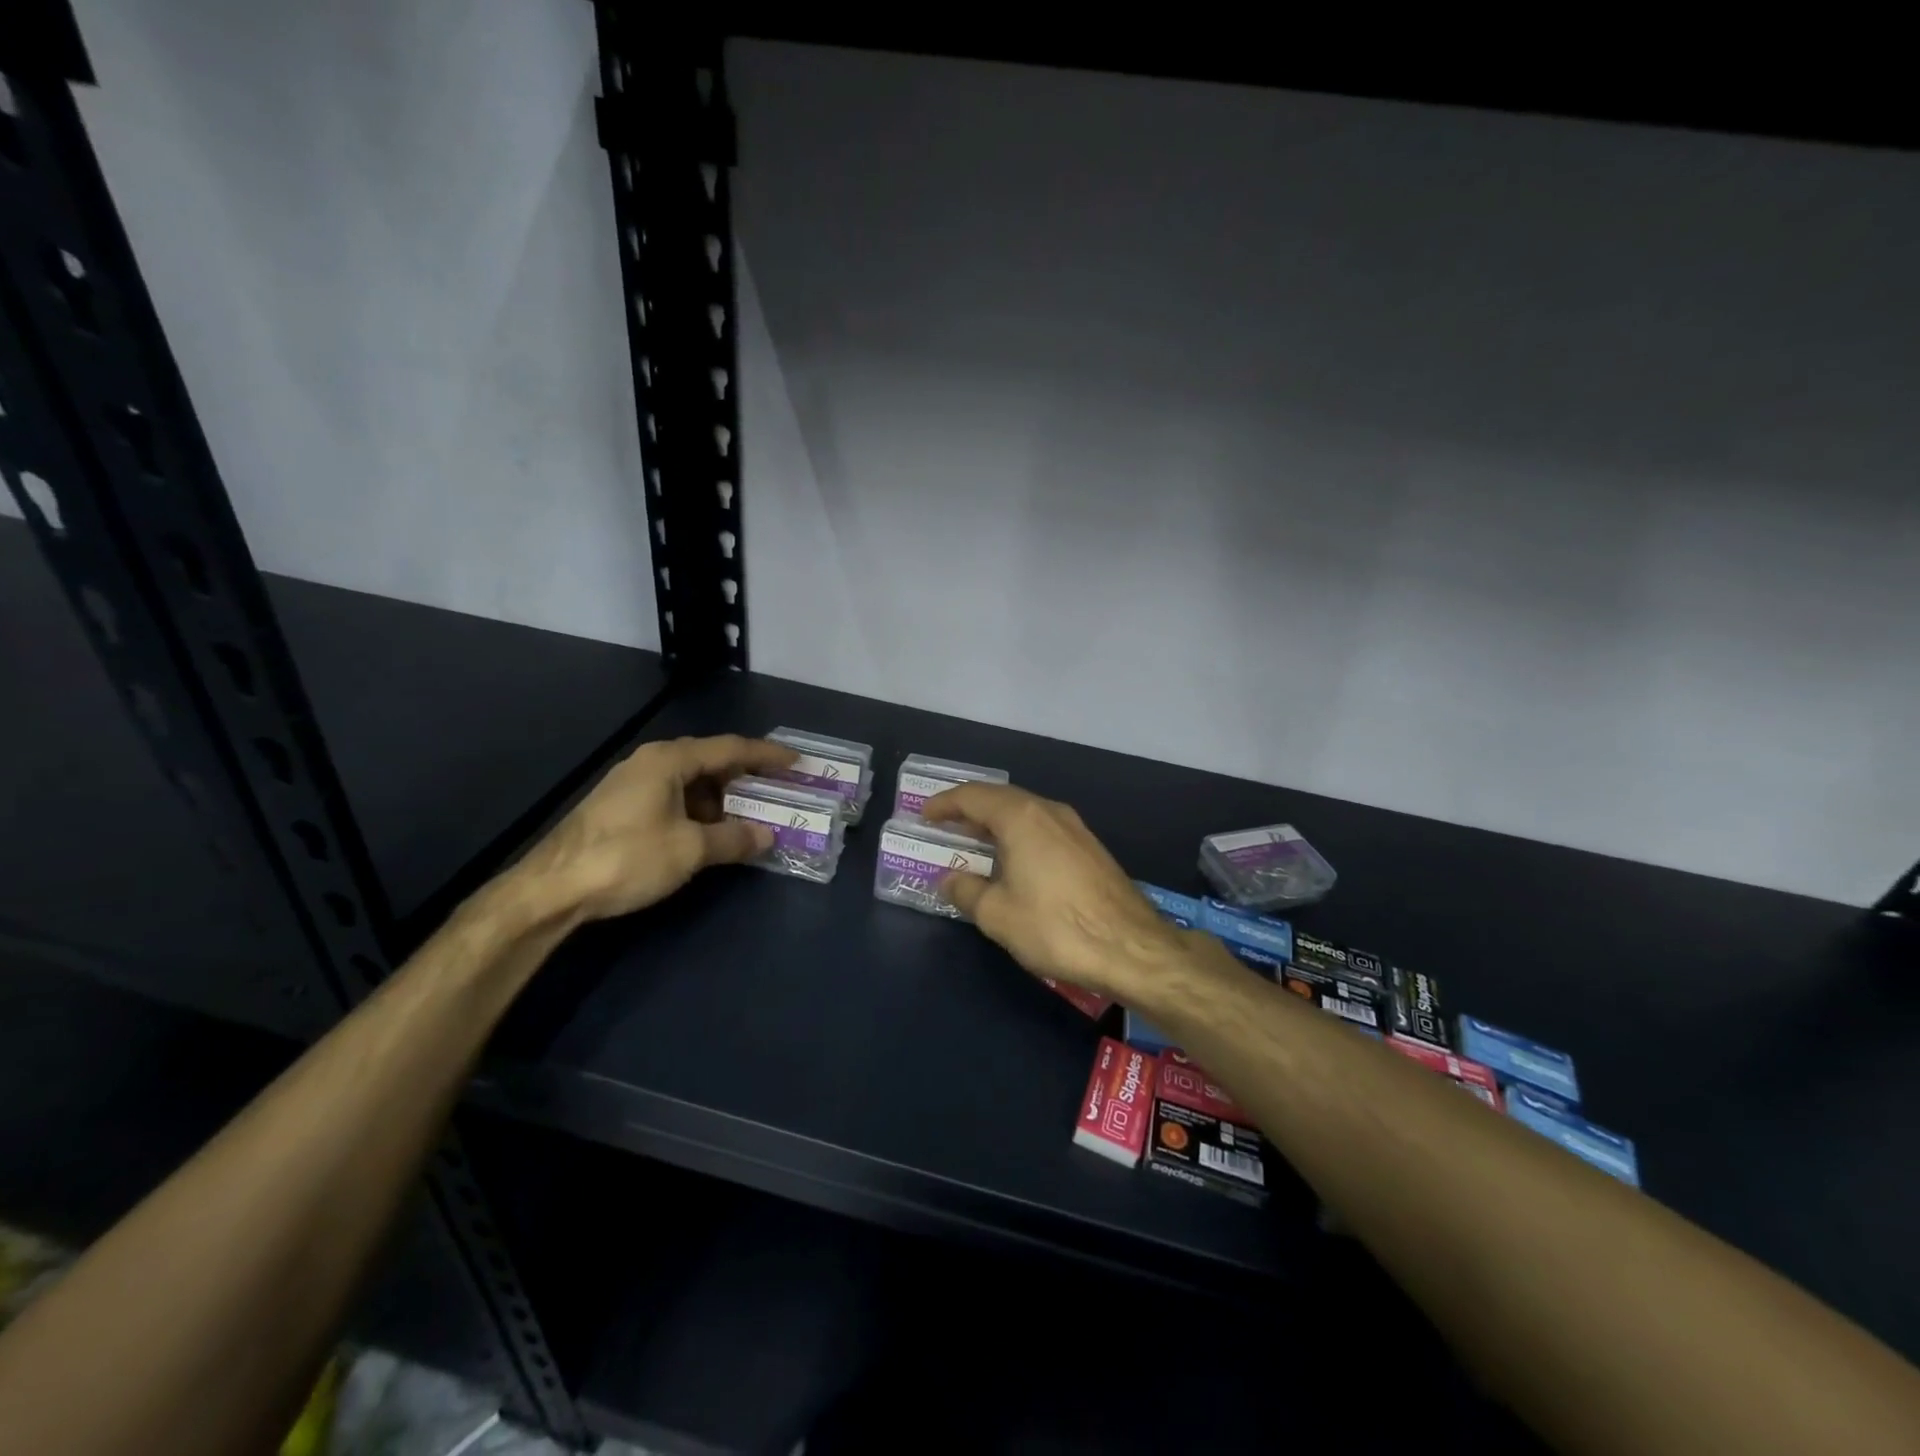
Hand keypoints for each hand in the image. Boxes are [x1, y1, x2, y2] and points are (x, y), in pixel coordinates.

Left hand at [513, 734, 795, 921]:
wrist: (551, 888)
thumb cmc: (626, 857)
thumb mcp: (690, 850)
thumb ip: (734, 840)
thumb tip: (767, 836)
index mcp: (669, 760)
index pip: (730, 748)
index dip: (767, 756)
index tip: (797, 762)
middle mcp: (651, 762)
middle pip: (710, 762)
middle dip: (746, 778)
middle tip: (778, 791)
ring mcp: (632, 784)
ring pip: (690, 782)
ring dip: (722, 799)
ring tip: (749, 819)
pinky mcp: (621, 807)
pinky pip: (673, 797)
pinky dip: (699, 811)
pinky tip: (709, 834)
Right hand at [923, 783, 1194, 1003]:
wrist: (1131, 947)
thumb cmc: (1056, 927)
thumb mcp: (998, 914)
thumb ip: (966, 891)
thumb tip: (950, 879)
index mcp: (1021, 817)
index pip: (973, 796)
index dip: (944, 804)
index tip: (924, 815)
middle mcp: (1049, 811)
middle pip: (1000, 799)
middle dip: (969, 810)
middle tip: (944, 826)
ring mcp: (1074, 828)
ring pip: (1024, 813)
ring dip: (995, 823)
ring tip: (973, 842)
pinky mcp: (1090, 848)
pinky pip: (1043, 829)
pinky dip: (1018, 836)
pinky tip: (1012, 861)